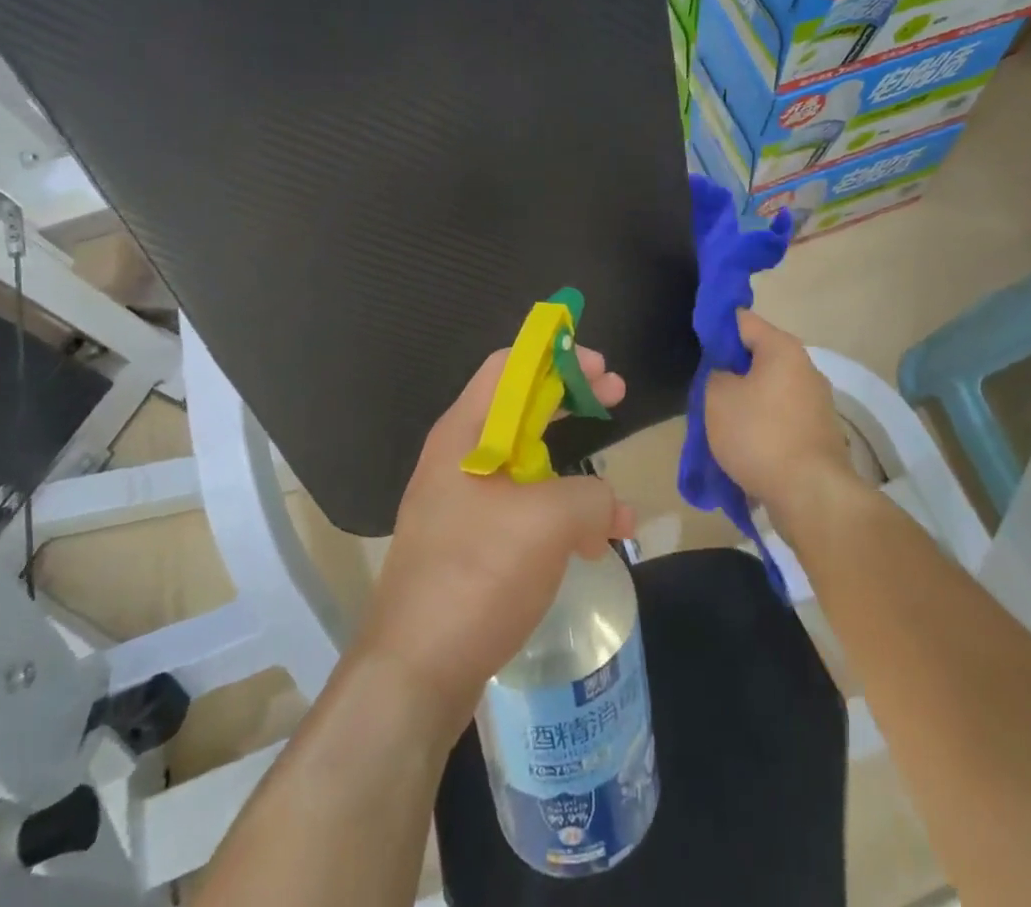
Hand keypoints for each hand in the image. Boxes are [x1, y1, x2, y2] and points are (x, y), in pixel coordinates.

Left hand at [356, 348, 632, 738]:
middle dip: (570, 399)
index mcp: (465, 434)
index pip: (509, 365)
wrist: (414, 675)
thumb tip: (610, 506)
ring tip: (616, 502)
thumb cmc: (477, 575)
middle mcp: (459, 459)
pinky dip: (561, 515)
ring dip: (574, 472)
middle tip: (614, 396)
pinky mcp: (472, 546)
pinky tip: (594, 546)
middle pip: (521, 407)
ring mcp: (462, 504)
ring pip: (528, 465)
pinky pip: (524, 510)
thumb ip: (591, 495)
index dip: (557, 356)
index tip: (600, 367)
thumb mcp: (548, 521)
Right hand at [703, 311, 851, 526]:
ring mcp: (817, 403)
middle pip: (759, 357)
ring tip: (720, 422)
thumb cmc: (759, 435)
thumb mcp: (717, 397)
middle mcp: (806, 368)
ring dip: (747, 401)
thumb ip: (715, 374)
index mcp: (783, 349)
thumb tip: (727, 375)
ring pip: (770, 391)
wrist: (811, 495)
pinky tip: (744, 445)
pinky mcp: (819, 434)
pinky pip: (781, 418)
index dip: (716, 327)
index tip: (696, 343)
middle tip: (704, 387)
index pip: (743, 320)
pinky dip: (763, 426)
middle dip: (732, 370)